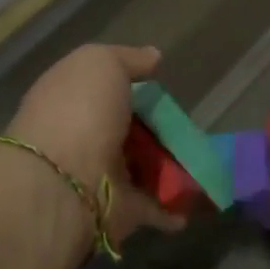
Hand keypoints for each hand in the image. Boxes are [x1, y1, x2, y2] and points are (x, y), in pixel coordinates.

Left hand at [5, 45, 183, 248]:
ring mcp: (102, 176)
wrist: (62, 183)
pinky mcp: (121, 211)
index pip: (106, 90)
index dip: (134, 87)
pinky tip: (201, 195)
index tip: (162, 86)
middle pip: (131, 131)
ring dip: (174, 166)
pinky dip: (177, 205)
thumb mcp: (100, 64)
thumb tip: (152, 57)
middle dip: (160, 130)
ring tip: (207, 158)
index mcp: (73, 101)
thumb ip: (128, 59)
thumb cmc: (79, 112)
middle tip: (191, 125)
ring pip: (145, 168)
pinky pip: (155, 206)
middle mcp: (85, 138)